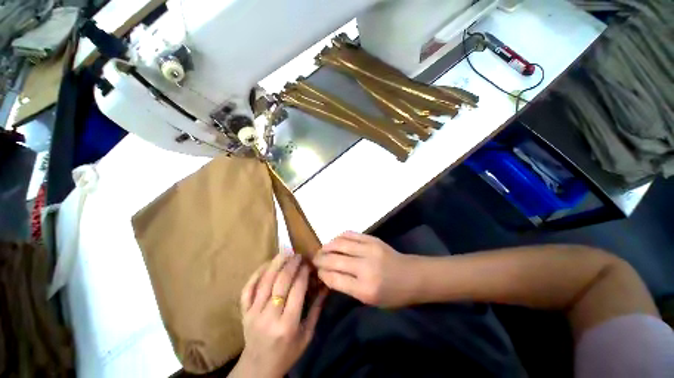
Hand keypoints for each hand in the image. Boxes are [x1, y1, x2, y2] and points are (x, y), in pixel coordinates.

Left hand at [233, 253, 326, 377]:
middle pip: (280, 282)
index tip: (308, 263)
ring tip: (285, 252)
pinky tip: (267, 264)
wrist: (259, 368)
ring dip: (276, 263)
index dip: (303, 272)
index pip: (297, 290)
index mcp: (287, 325)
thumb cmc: (288, 352)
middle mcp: (269, 316)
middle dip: (291, 264)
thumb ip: (317, 308)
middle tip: (298, 255)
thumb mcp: (307, 334)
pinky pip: (248, 288)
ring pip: (264, 281)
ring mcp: (253, 313)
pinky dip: (257, 273)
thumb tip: (325, 284)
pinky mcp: (244, 312)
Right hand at [313, 231, 418, 307]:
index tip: (317, 272)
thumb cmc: (392, 295)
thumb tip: (328, 274)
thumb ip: (347, 287)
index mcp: (365, 289)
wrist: (413, 276)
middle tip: (315, 259)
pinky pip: (351, 234)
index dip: (322, 274)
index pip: (334, 278)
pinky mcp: (373, 239)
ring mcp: (369, 250)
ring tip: (322, 249)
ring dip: (327, 246)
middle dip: (321, 259)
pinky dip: (340, 237)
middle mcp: (365, 268)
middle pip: (334, 260)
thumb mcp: (370, 301)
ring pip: (340, 244)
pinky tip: (335, 241)